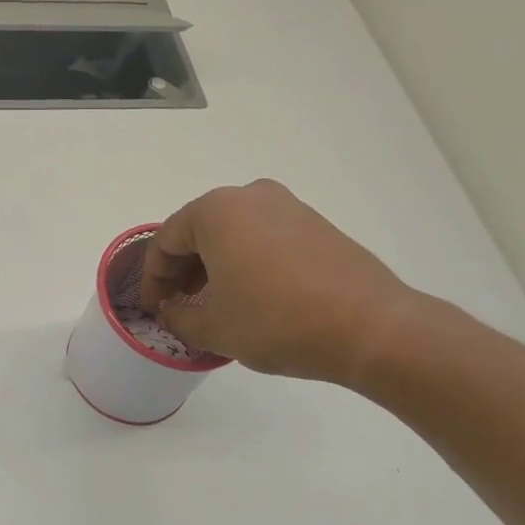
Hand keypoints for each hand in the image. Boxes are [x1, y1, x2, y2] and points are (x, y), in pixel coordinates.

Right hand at [140, 179, 420, 383]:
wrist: (371, 328)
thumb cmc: (278, 322)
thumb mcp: (214, 328)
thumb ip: (179, 316)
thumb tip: (172, 310)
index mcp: (216, 211)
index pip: (166, 241)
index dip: (153, 278)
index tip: (153, 307)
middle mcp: (250, 196)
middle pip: (198, 230)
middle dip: (182, 268)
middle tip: (178, 304)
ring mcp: (287, 206)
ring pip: (232, 232)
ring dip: (213, 264)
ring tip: (212, 302)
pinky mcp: (315, 224)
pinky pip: (263, 236)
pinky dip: (245, 260)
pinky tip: (250, 294)